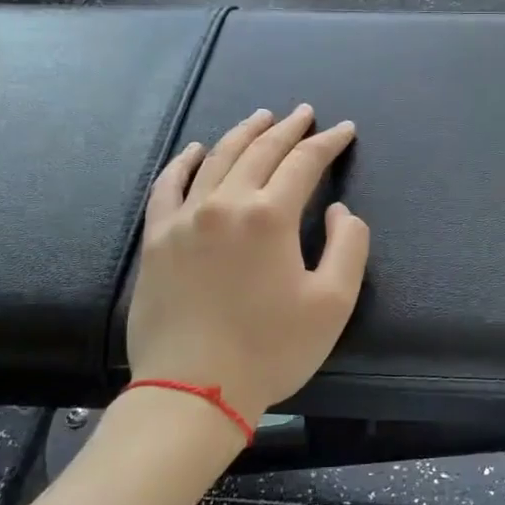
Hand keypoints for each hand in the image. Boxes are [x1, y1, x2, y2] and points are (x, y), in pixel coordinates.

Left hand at [124, 105, 369, 424]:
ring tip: (261, 117)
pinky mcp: (157, 239)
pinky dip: (183, 162)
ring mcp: (184, 218)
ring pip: (216, 158)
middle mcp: (225, 203)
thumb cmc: (270, 349)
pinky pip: (168, 186)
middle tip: (304, 113)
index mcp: (270, 216)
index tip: (344, 130)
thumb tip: (338, 210)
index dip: (328, 142)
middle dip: (287, 128)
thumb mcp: (333, 303)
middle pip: (260, 150)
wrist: (193, 391)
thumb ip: (348, 245)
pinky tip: (194, 149)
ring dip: (242, 133)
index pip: (304, 162)